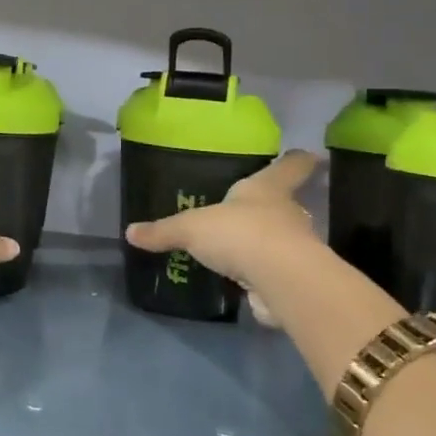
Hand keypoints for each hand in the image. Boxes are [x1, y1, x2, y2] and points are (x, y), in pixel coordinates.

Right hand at [124, 150, 321, 324]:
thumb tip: (130, 232)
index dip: (296, 161)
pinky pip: (274, 271)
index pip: (291, 166)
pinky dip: (262, 274)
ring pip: (281, 238)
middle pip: (286, 203)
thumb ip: (164, 231)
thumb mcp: (191, 228)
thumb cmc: (240, 234)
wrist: (280, 280)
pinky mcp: (292, 279)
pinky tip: (243, 280)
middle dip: (271, 206)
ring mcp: (295, 247)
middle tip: (249, 209)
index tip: (305, 155)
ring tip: (240, 247)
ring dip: (266, 242)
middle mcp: (287, 213)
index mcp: (268, 188)